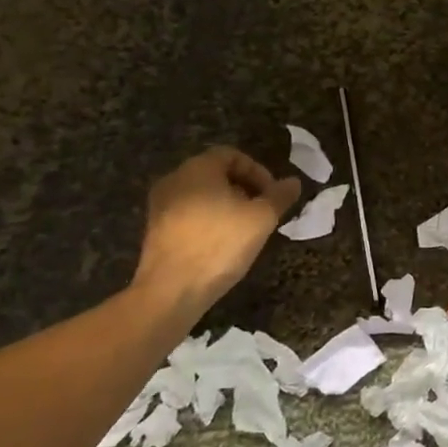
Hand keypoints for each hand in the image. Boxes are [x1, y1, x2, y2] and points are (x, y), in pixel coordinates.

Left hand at [130, 148, 300, 315]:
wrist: (170, 291)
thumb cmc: (219, 244)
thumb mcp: (261, 218)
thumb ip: (279, 196)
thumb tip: (293, 182)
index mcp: (198, 168)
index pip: (232, 155)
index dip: (258, 171)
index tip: (272, 194)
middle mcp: (174, 179)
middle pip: (216, 173)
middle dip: (244, 188)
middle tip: (262, 211)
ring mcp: (160, 206)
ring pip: (201, 194)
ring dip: (227, 205)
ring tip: (245, 229)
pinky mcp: (154, 231)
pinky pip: (188, 214)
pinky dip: (208, 220)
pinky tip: (222, 243)